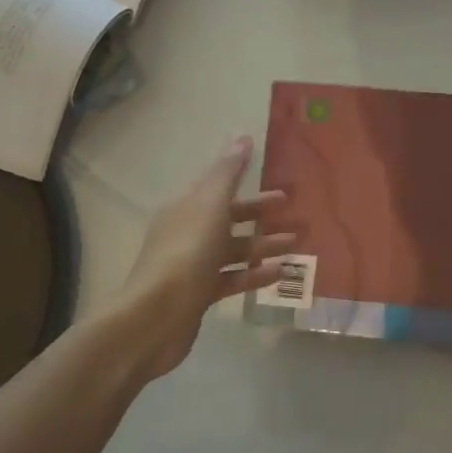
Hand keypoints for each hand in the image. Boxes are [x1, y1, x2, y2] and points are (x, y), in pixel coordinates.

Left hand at [102, 136, 294, 384]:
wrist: (156, 315)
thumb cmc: (186, 251)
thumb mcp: (210, 203)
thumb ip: (228, 171)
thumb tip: (242, 137)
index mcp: (186, 207)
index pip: (220, 190)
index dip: (250, 187)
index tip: (282, 191)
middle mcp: (188, 233)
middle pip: (229, 220)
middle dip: (261, 217)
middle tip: (295, 217)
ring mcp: (193, 266)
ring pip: (234, 250)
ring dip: (263, 246)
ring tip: (295, 246)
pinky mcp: (200, 296)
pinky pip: (233, 279)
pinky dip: (255, 275)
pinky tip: (280, 273)